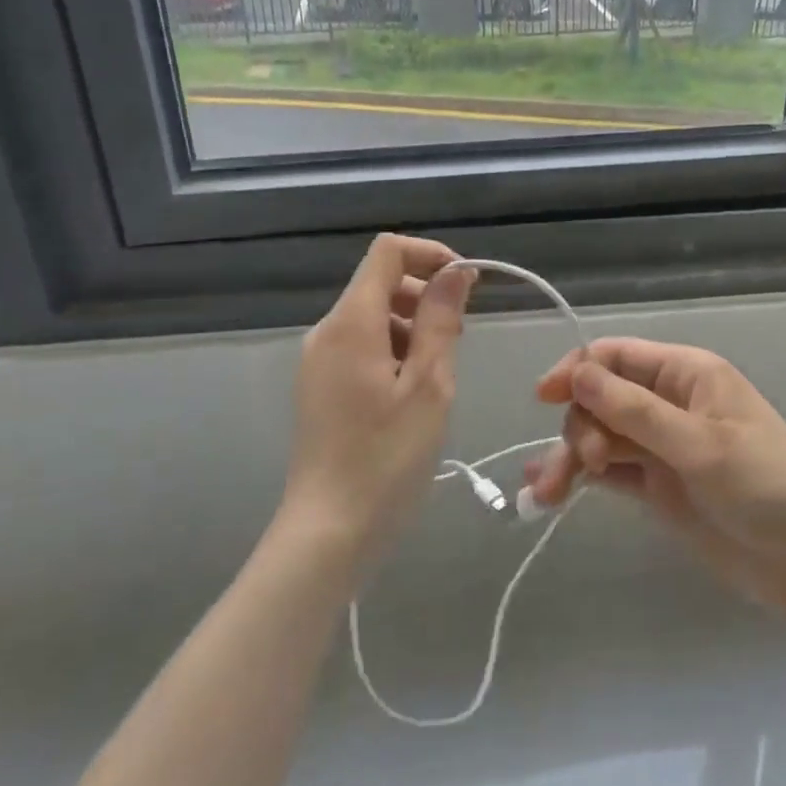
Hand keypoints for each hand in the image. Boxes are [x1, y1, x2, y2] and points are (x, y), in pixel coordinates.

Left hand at [278, 235, 474, 565]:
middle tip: (457, 339)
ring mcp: (319, 359)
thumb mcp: (429, 385)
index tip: (466, 285)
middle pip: (381, 282)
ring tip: (437, 375)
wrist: (328, 534)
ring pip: (374, 315)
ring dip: (413, 326)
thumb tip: (456, 271)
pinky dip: (394, 349)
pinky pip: (362, 344)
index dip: (430, 255)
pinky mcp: (320, 385)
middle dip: (426, 295)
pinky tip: (412, 393)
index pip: (388, 251)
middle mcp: (328, 331)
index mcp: (351, 322)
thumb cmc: (387, 458)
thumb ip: (442, 319)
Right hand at [528, 338, 785, 633]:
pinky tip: (549, 491)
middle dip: (580, 424)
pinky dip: (581, 477)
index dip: (578, 370)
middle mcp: (669, 402)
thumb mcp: (700, 444)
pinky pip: (610, 471)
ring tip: (548, 493)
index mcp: (686, 374)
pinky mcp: (659, 487)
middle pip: (602, 398)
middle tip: (584, 464)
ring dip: (571, 455)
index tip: (544, 396)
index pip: (618, 356)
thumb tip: (578, 373)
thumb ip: (635, 411)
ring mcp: (663, 446)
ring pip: (601, 435)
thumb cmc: (767, 484)